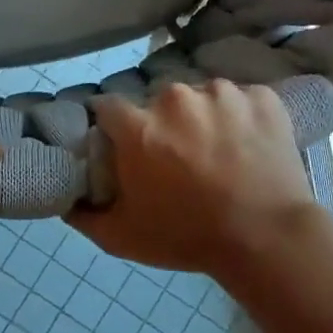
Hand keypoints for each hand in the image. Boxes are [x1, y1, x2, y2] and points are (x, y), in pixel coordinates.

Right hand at [70, 81, 331, 278]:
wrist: (267, 239)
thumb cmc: (187, 237)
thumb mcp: (121, 237)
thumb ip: (83, 215)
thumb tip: (66, 199)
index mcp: (138, 126)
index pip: (108, 108)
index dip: (113, 127)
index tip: (122, 145)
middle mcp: (175, 98)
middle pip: (158, 102)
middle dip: (161, 124)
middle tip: (176, 157)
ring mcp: (222, 93)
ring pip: (201, 97)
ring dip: (203, 117)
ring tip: (218, 152)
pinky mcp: (262, 97)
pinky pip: (242, 99)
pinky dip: (242, 117)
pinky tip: (248, 144)